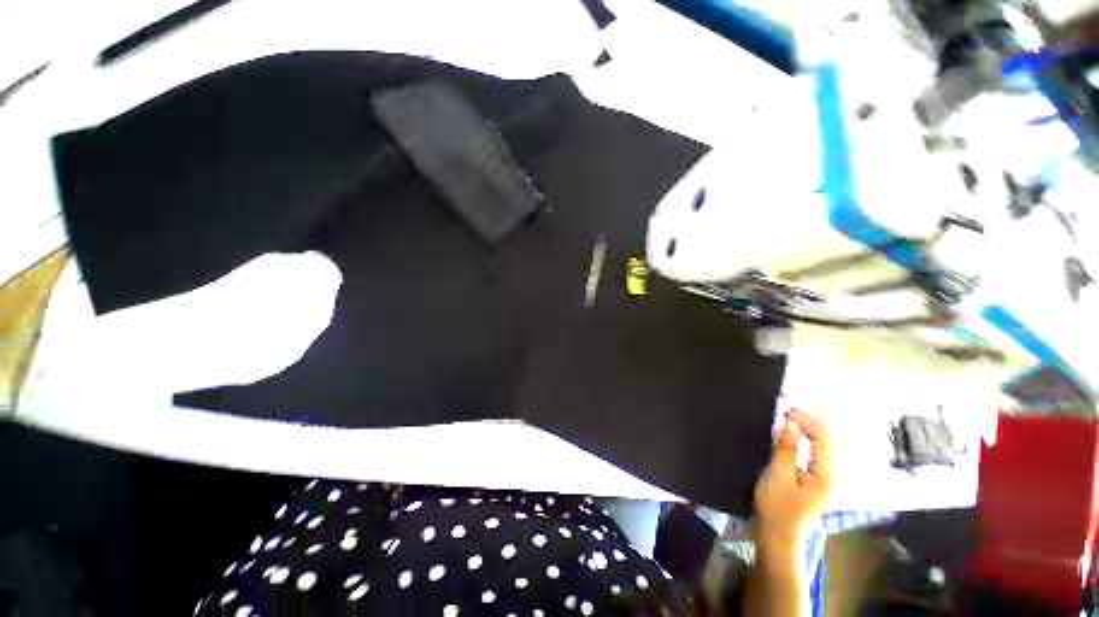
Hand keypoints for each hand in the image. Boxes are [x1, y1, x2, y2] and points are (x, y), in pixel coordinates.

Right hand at [753, 410, 833, 550]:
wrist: (779, 535)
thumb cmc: (776, 507)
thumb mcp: (777, 475)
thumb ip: (786, 449)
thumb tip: (790, 423)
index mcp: (825, 475)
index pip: (824, 439)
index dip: (807, 420)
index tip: (786, 410)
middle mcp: (833, 475)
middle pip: (830, 440)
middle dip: (811, 422)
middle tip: (788, 411)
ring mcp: (827, 478)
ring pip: (827, 445)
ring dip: (811, 429)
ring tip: (791, 419)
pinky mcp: (819, 479)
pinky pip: (820, 452)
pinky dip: (809, 439)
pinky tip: (797, 435)